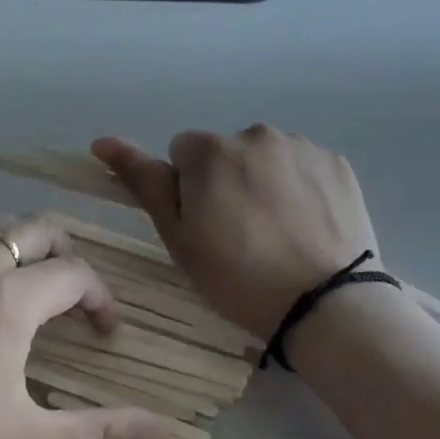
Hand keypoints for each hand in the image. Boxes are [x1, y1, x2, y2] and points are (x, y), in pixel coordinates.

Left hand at [0, 213, 170, 438]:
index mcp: (9, 298)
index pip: (74, 273)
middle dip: (67, 252)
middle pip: (35, 228)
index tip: (104, 332)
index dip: (100, 296)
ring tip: (29, 281)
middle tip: (73, 294)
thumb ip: (101, 436)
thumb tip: (168, 434)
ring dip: (21, 242)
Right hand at [91, 127, 379, 341]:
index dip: (188, 191)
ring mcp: (301, 145)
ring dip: (263, 181)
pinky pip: (303, 166)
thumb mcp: (178, 237)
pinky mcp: (336, 162)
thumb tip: (103, 141)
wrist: (326, 305)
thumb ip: (144, 181)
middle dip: (226, 181)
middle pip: (225, 153)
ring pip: (265, 158)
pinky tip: (308, 224)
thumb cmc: (239, 276)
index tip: (206, 227)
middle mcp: (255, 133)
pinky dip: (300, 187)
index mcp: (210, 149)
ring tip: (279, 232)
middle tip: (242, 234)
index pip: (182, 154)